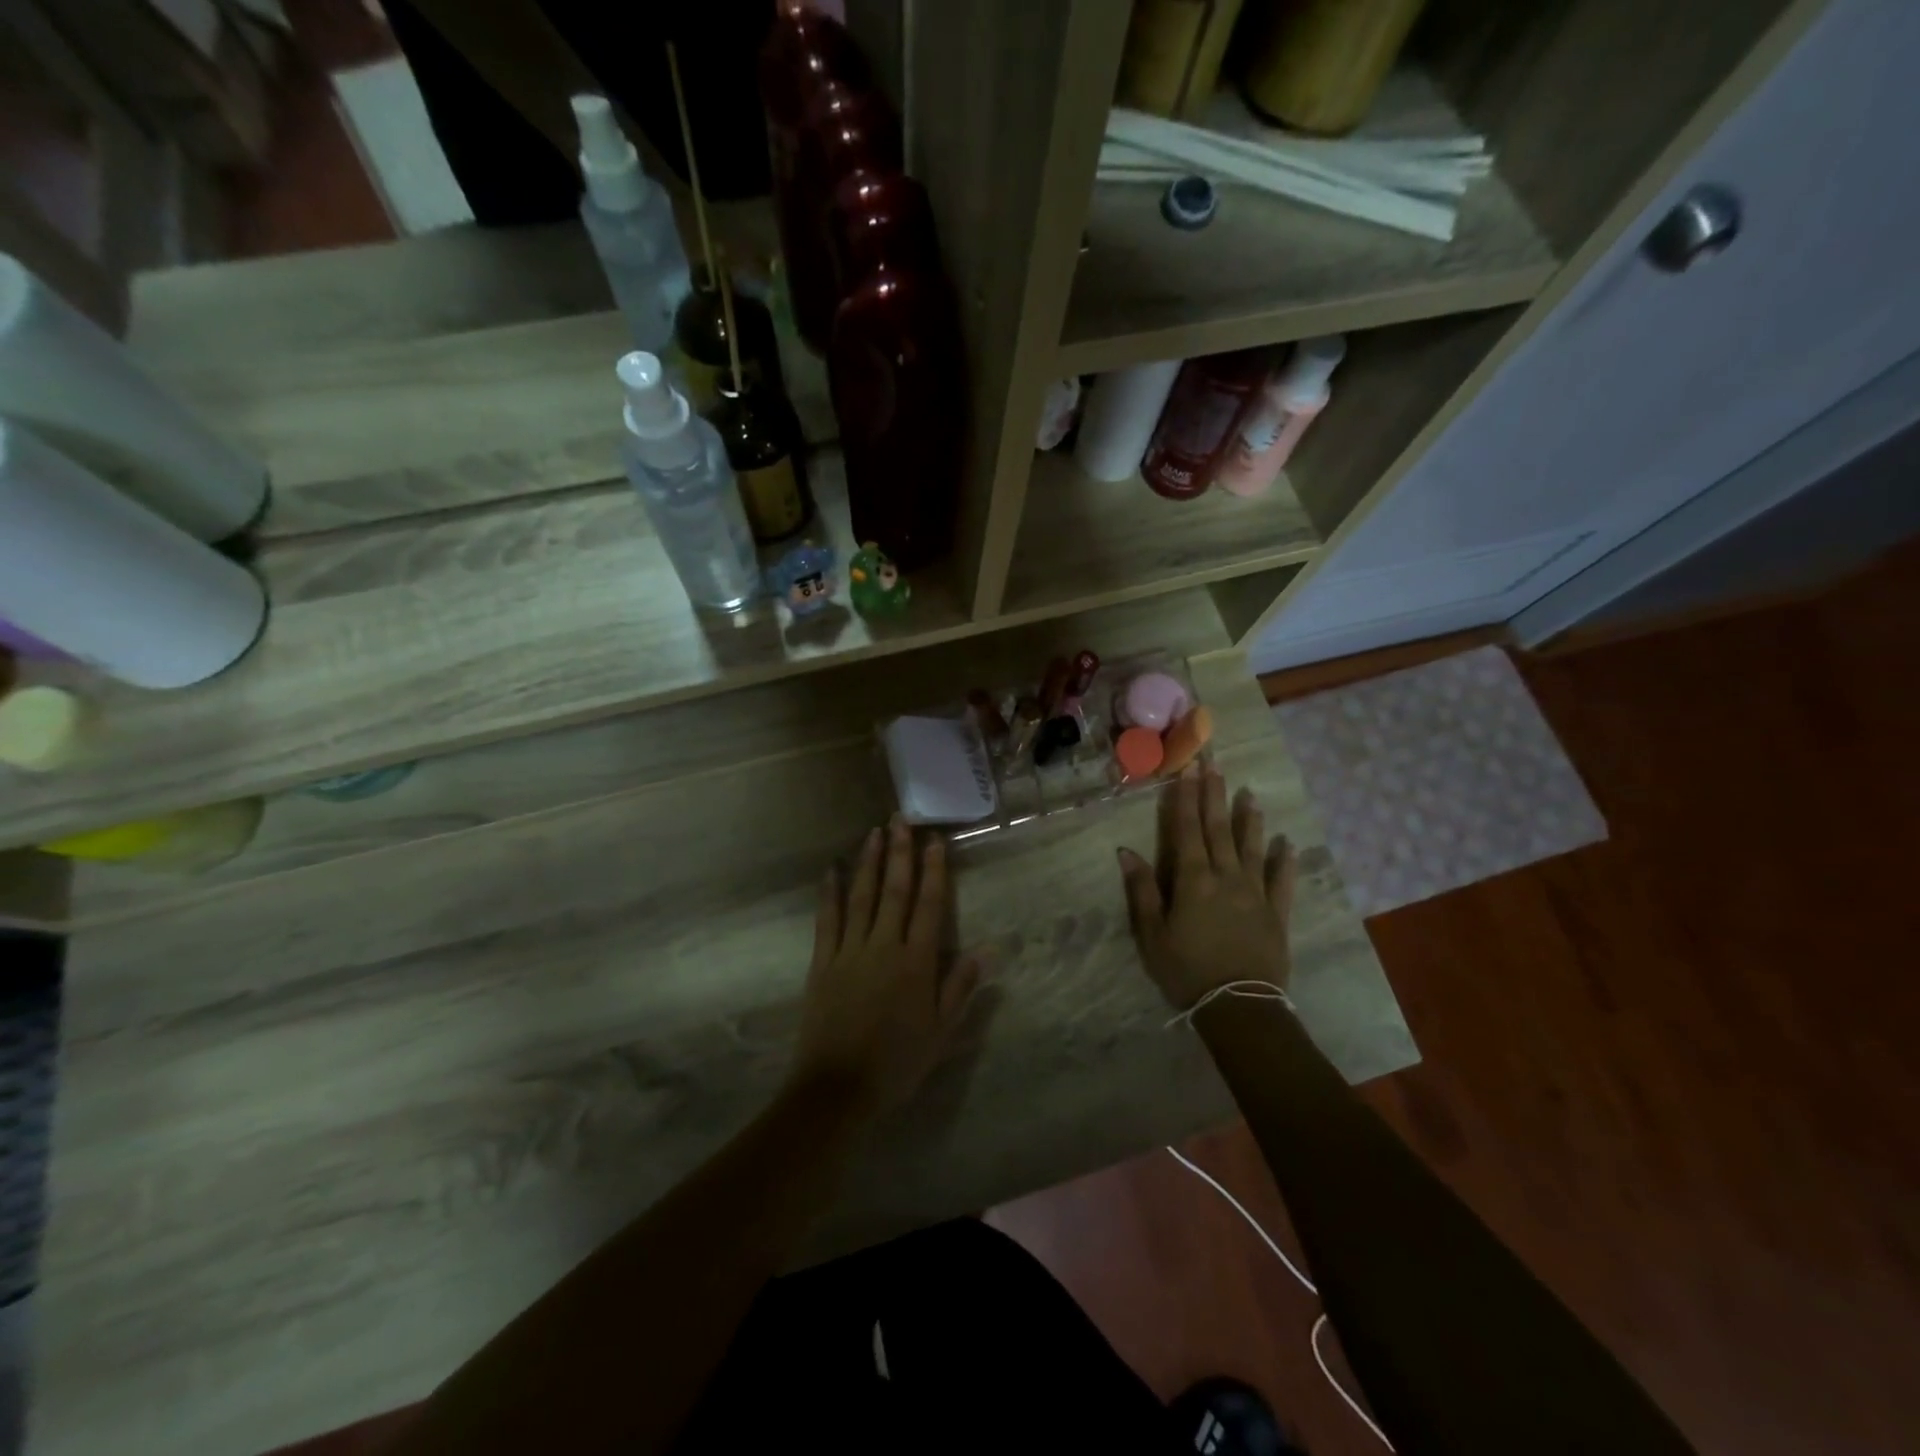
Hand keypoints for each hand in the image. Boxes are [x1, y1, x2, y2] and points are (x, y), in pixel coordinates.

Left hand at [790, 817, 982, 1116]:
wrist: (837, 1090)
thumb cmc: (896, 1063)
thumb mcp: (940, 1032)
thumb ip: (959, 987)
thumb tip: (987, 949)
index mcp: (916, 962)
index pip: (929, 905)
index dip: (933, 871)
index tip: (934, 841)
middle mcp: (884, 946)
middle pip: (894, 890)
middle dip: (900, 852)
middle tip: (902, 819)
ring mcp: (850, 951)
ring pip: (862, 897)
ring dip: (868, 862)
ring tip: (874, 832)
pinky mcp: (823, 962)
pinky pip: (828, 920)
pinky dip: (830, 893)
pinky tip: (832, 870)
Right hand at [1117, 764, 1296, 1010]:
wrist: (1239, 1006)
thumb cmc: (1187, 970)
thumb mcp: (1152, 934)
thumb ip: (1142, 890)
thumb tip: (1126, 851)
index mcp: (1193, 880)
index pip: (1187, 830)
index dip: (1185, 799)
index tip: (1187, 770)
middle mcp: (1226, 877)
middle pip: (1218, 829)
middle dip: (1214, 795)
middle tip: (1214, 765)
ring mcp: (1255, 893)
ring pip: (1251, 847)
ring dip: (1249, 819)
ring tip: (1249, 793)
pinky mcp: (1276, 913)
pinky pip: (1281, 881)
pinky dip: (1283, 861)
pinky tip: (1286, 843)